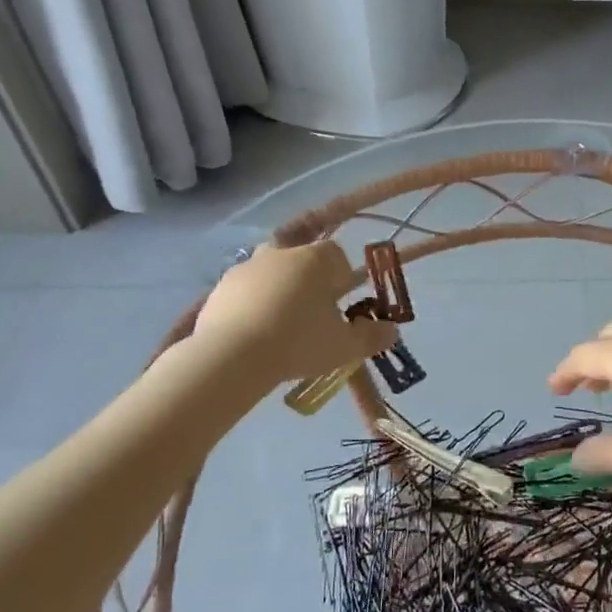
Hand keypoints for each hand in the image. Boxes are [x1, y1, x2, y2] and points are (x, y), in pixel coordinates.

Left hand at [187, 242, 396, 385]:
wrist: (231, 357)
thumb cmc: (299, 342)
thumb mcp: (344, 346)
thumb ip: (372, 336)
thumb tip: (393, 332)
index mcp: (316, 259)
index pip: (337, 256)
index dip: (341, 278)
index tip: (340, 304)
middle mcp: (281, 253)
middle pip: (301, 259)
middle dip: (308, 280)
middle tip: (311, 314)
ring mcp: (246, 268)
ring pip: (270, 273)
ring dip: (277, 290)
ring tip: (279, 326)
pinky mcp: (219, 288)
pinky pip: (243, 292)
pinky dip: (250, 305)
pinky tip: (252, 334)